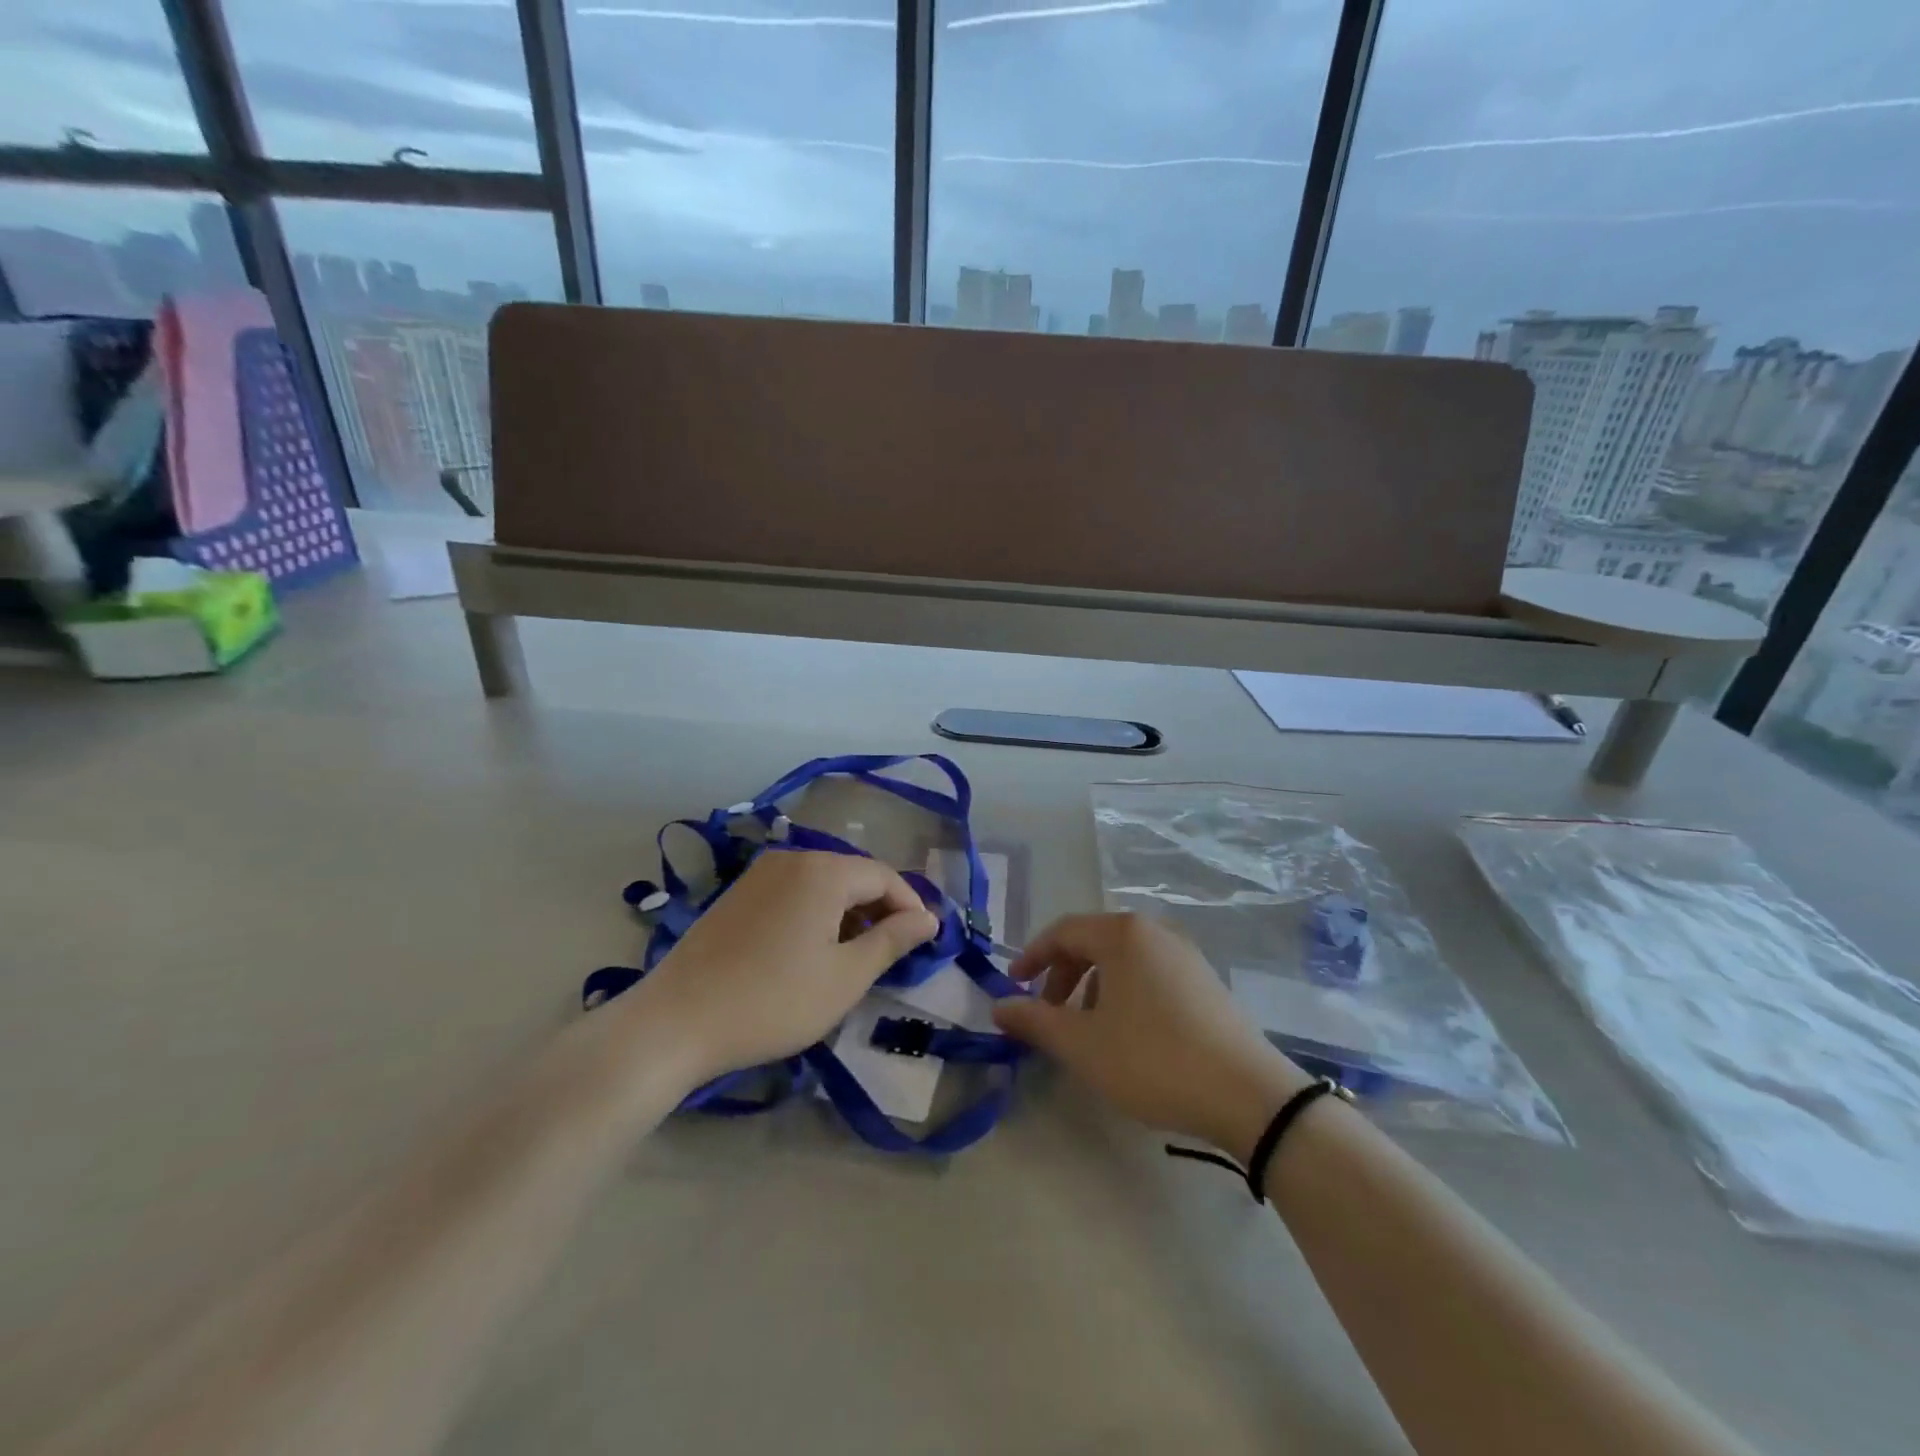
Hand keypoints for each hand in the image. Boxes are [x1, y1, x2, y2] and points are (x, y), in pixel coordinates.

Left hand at [635, 849, 938, 1085]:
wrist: (675, 1022)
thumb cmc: (773, 1001)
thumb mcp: (845, 977)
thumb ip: (892, 941)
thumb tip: (928, 919)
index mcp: (822, 870)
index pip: (884, 876)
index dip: (910, 906)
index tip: (925, 942)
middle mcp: (791, 859)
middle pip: (852, 875)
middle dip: (879, 910)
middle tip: (894, 953)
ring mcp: (759, 874)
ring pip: (822, 884)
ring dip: (848, 914)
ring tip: (856, 956)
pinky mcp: (737, 894)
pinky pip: (793, 892)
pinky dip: (815, 914)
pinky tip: (813, 950)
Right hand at [993, 913, 1308, 1162]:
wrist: (1248, 1094)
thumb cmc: (1152, 1059)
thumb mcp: (1082, 1044)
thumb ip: (1034, 1020)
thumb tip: (998, 1006)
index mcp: (1122, 934)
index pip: (1063, 931)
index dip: (1032, 956)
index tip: (1013, 986)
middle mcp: (1155, 931)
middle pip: (1093, 941)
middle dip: (1062, 974)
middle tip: (1047, 1012)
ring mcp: (1185, 954)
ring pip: (1123, 959)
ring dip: (1092, 986)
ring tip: (1087, 1028)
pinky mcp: (1206, 980)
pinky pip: (1150, 973)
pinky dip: (1124, 992)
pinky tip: (1128, 1033)